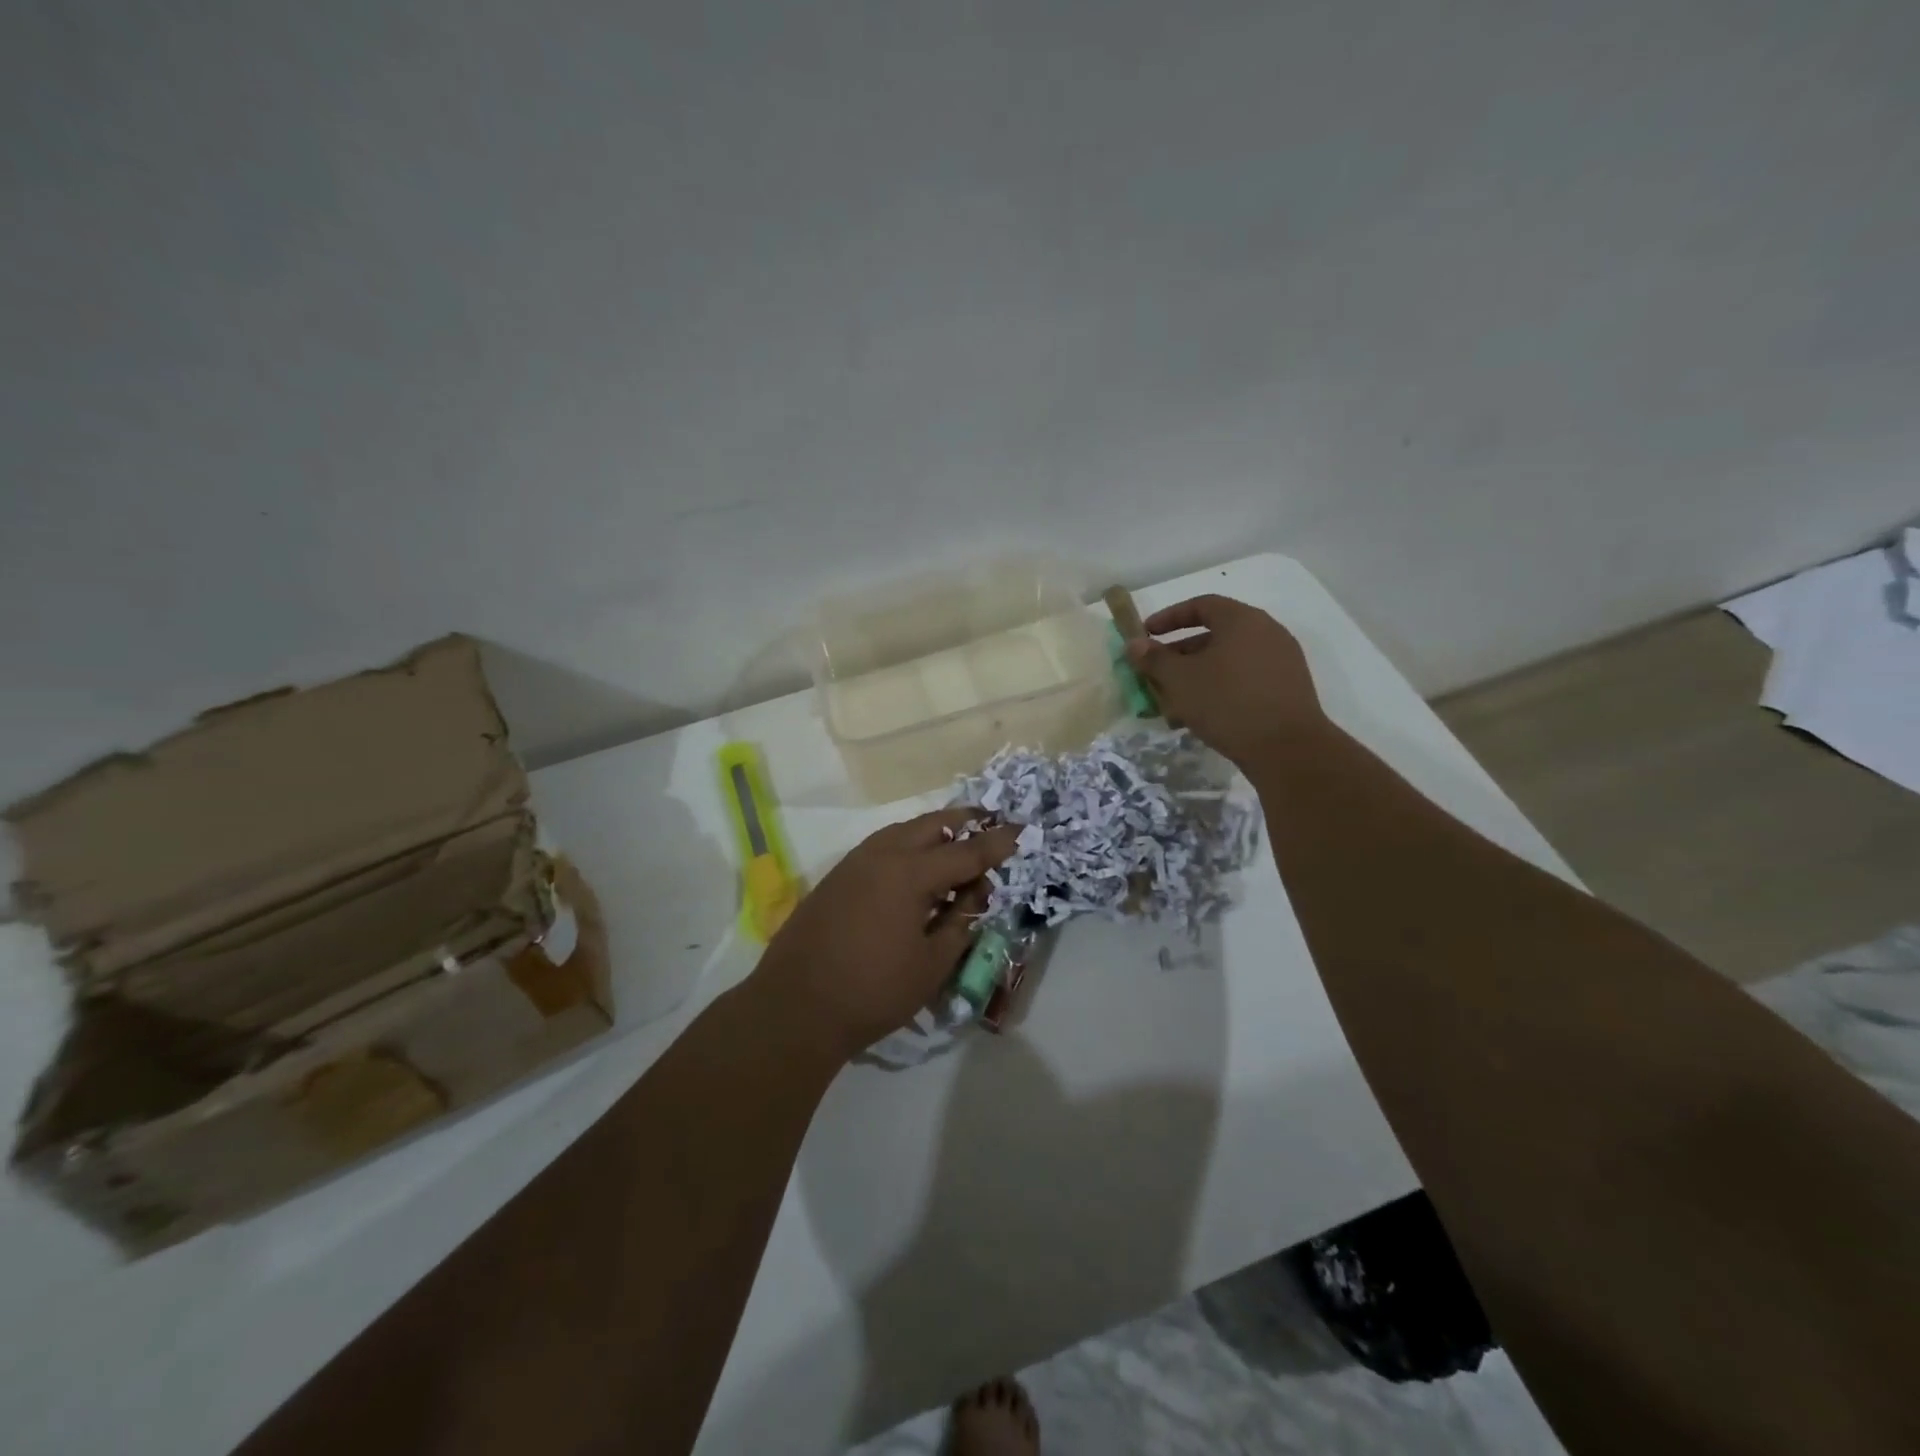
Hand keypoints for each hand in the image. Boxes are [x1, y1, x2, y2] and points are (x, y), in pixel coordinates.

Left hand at [749, 808, 1018, 1064]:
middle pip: (932, 825)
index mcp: (910, 873)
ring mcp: (854, 862)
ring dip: (934, 832)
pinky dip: (907, 846)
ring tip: (956, 844)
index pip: (966, 852)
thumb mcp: (931, 964)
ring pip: (903, 831)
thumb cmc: (872, 990)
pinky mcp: (837, 877)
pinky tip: (915, 867)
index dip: (997, 843)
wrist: (794, 1007)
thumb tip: (976, 892)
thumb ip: (960, 921)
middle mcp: (882, 855)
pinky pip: (882, 847)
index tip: (1023, 829)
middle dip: (965, 822)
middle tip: (990, 824)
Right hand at [1126, 594, 1326, 769]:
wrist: (1287, 749)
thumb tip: (1135, 644)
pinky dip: (1219, 689)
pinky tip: (1201, 716)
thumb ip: (1154, 659)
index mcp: (1242, 620)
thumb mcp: (1180, 680)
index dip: (1169, 617)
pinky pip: (1245, 680)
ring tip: (1173, 702)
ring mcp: (1281, 662)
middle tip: (1156, 674)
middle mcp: (1267, 633)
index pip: (1201, 605)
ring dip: (1197, 676)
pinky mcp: (1287, 689)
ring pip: (1228, 661)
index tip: (1146, 634)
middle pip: (1215, 635)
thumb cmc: (1227, 703)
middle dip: (1180, 654)